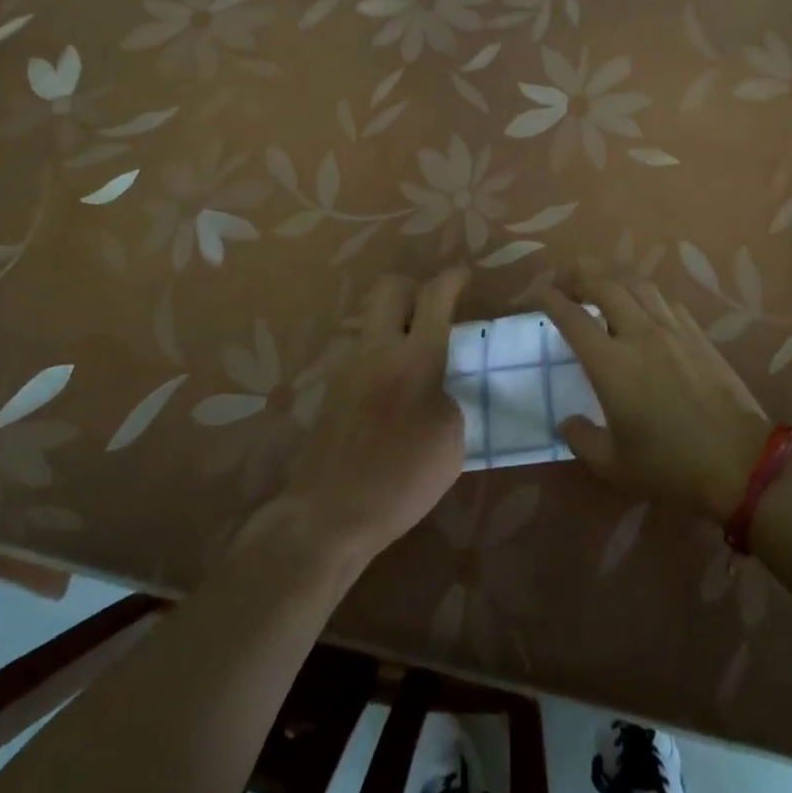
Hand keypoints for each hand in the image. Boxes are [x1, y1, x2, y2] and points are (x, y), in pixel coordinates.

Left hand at [278, 268, 469, 562]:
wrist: (327, 516)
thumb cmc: (401, 480)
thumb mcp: (451, 441)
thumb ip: (448, 397)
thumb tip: (437, 386)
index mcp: (415, 359)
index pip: (434, 296)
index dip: (453, 278)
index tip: (464, 276)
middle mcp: (376, 350)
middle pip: (390, 288)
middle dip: (414, 288)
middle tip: (433, 311)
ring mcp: (346, 366)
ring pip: (370, 321)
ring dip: (393, 326)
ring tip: (411, 358)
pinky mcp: (328, 389)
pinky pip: (358, 353)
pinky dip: (377, 357)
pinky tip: (388, 391)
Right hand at [536, 265, 774, 520]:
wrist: (739, 461)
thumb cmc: (671, 467)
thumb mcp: (614, 466)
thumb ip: (582, 440)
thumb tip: (567, 422)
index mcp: (611, 364)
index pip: (572, 317)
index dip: (550, 298)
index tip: (537, 291)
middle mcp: (639, 334)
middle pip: (603, 284)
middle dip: (577, 274)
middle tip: (562, 280)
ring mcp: (672, 329)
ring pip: (636, 284)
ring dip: (611, 277)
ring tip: (599, 285)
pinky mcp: (697, 334)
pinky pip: (664, 300)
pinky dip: (643, 294)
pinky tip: (641, 305)